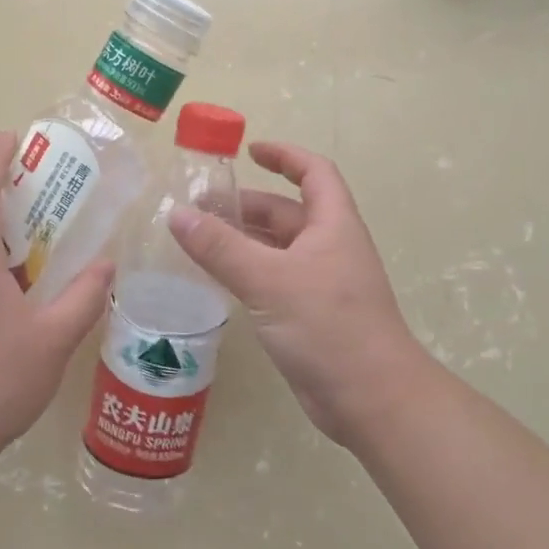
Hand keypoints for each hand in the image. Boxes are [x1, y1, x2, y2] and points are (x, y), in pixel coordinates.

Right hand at [170, 141, 431, 447]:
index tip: (248, 150)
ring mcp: (320, 284)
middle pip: (287, 212)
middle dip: (245, 206)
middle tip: (197, 210)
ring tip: (196, 241)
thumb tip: (178, 214)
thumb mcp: (269, 280)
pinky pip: (273, 281)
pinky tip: (217, 281)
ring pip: (276, 250)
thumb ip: (221, 247)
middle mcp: (329, 248)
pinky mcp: (309, 316)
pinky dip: (246, 273)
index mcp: (332, 225)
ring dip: (241, 241)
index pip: (313, 172)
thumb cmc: (328, 326)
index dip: (284, 155)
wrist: (370, 397)